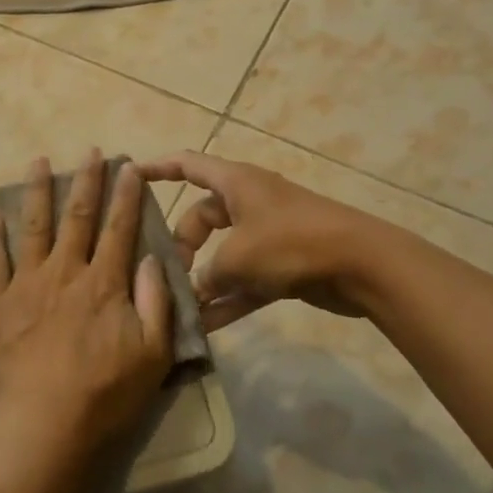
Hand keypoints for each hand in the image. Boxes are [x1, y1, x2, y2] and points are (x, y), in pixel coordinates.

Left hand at [0, 151, 172, 465]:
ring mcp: (27, 283)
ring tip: (38, 161)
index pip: (119, 229)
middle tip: (90, 151)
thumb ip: (155, 302)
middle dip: (86, 180)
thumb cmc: (104, 393)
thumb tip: (152, 259)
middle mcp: (65, 271)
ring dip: (37, 191)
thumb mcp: (152, 354)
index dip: (126, 196)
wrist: (42, 422)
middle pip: (77, 217)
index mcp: (104, 283)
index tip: (128, 167)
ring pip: (34, 226)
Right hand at [137, 150, 369, 330]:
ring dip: (203, 278)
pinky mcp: (283, 265)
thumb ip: (208, 274)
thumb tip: (196, 291)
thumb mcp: (238, 257)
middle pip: (202, 217)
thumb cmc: (292, 243)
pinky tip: (205, 327)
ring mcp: (267, 235)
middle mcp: (248, 203)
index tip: (129, 176)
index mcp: (235, 183)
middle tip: (167, 271)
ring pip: (222, 253)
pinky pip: (244, 280)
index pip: (187, 165)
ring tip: (177, 304)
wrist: (363, 265)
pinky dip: (227, 299)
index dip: (157, 168)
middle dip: (182, 243)